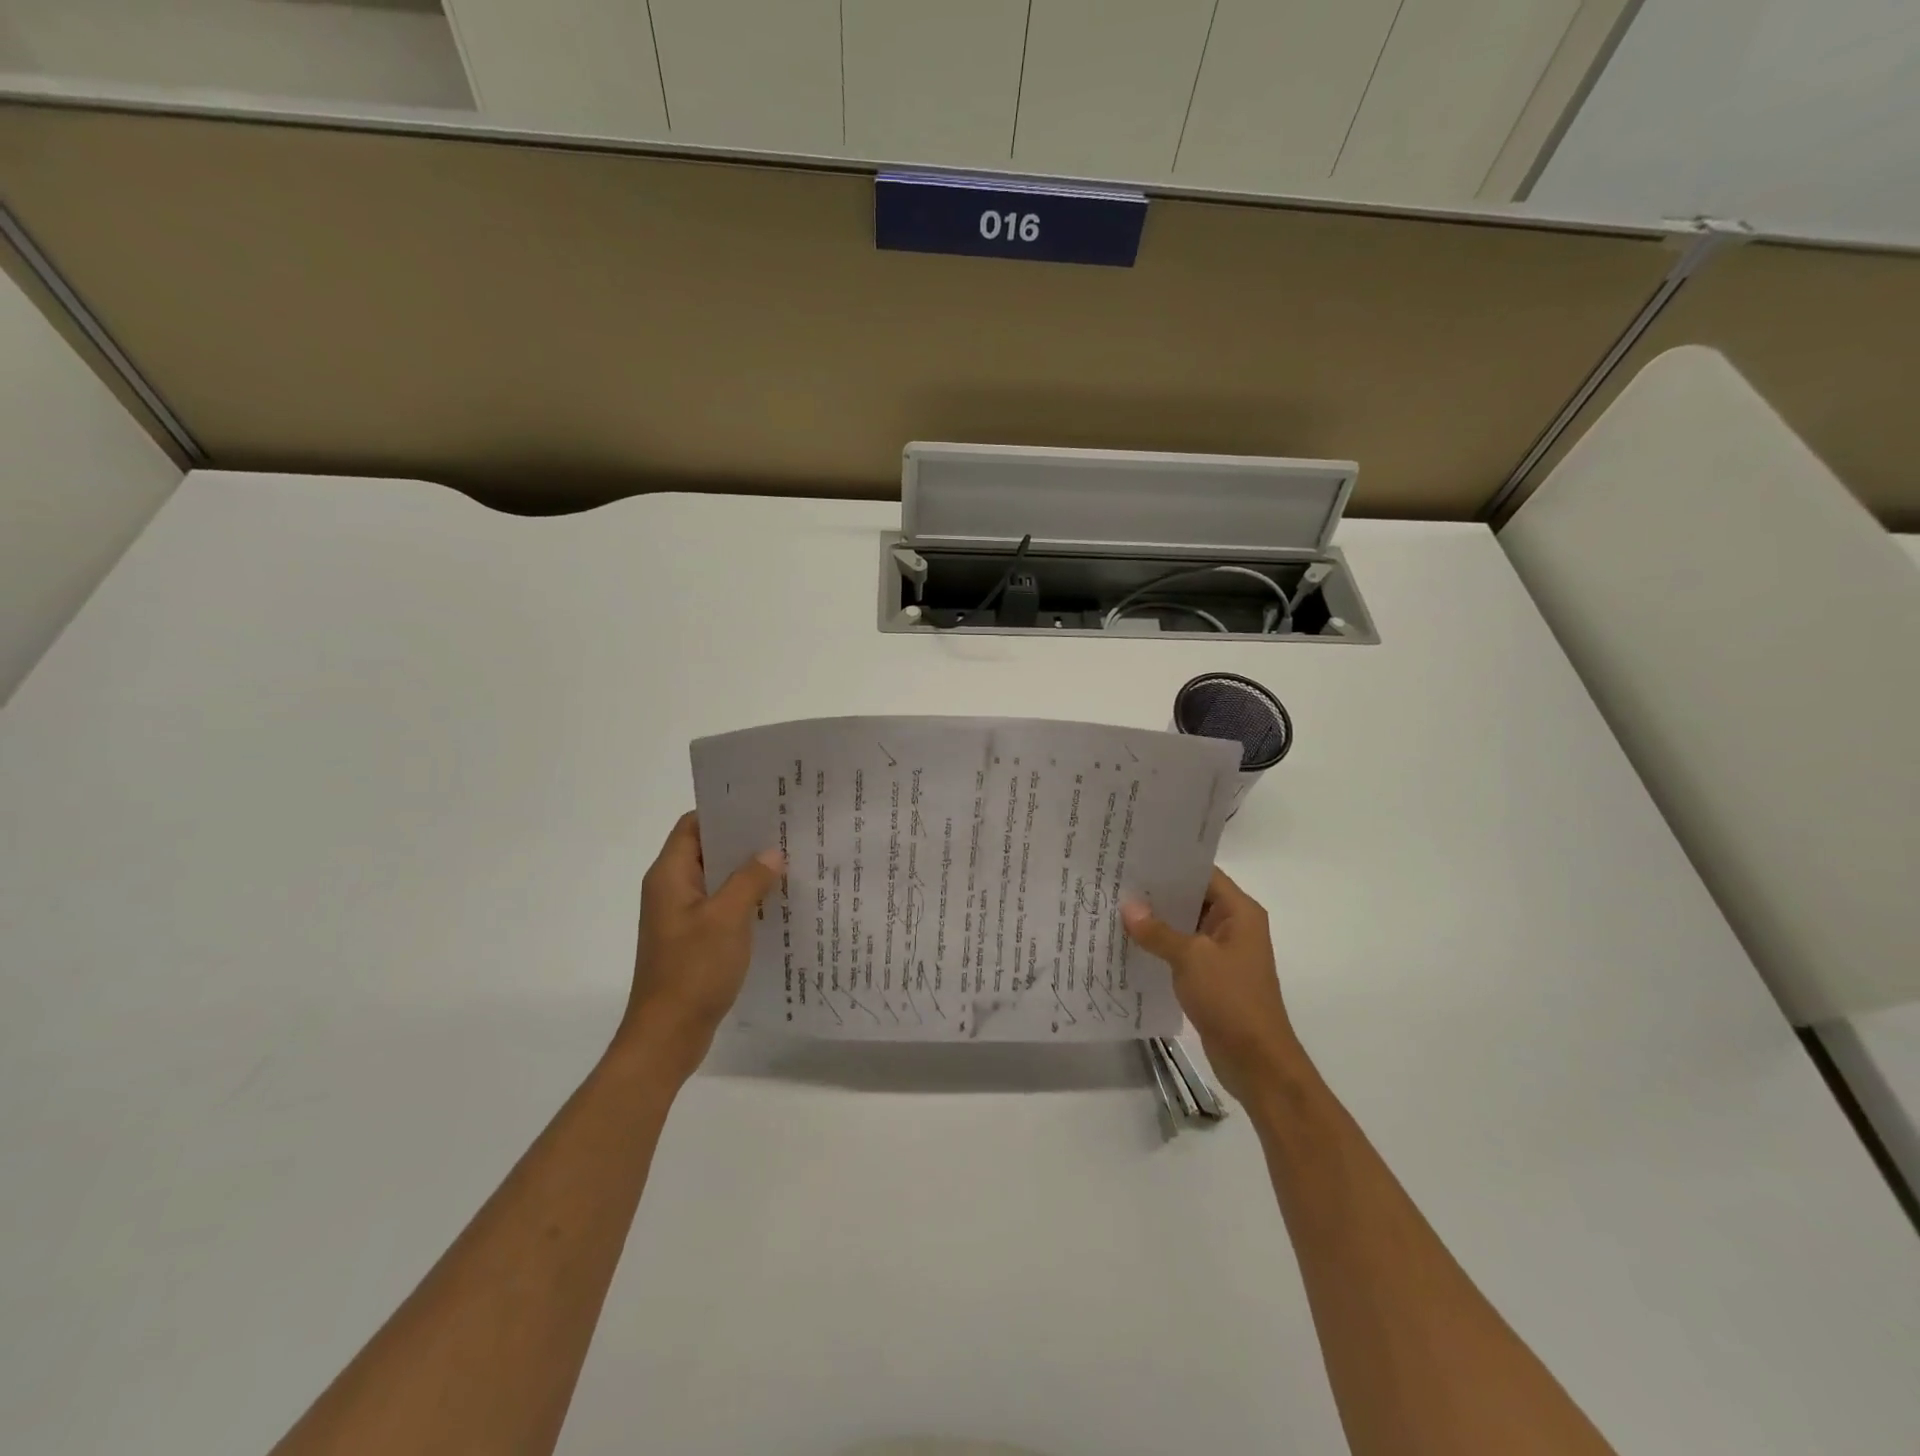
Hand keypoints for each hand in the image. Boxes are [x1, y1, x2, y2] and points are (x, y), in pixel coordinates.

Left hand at [614, 811, 783, 1084]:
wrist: (667, 1036)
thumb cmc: (692, 971)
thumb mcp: (727, 919)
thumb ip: (749, 880)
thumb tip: (771, 853)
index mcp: (670, 876)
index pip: (694, 825)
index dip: (725, 810)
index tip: (763, 804)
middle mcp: (672, 889)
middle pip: (708, 849)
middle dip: (744, 840)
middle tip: (786, 830)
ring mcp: (682, 916)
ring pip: (718, 880)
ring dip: (747, 871)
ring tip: (790, 860)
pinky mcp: (694, 939)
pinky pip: (722, 906)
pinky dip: (745, 899)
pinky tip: (777, 902)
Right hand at [1121, 868, 1302, 1104]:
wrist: (1256, 1061)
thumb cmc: (1231, 999)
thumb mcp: (1191, 958)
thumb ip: (1158, 931)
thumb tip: (1128, 906)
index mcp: (1239, 912)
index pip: (1203, 873)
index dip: (1171, 864)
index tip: (1135, 855)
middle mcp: (1234, 926)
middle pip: (1192, 898)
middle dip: (1157, 892)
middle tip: (1117, 879)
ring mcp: (1223, 953)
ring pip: (1185, 926)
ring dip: (1156, 921)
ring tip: (1115, 907)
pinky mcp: (1212, 976)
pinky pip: (1183, 951)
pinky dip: (1160, 946)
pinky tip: (1129, 943)